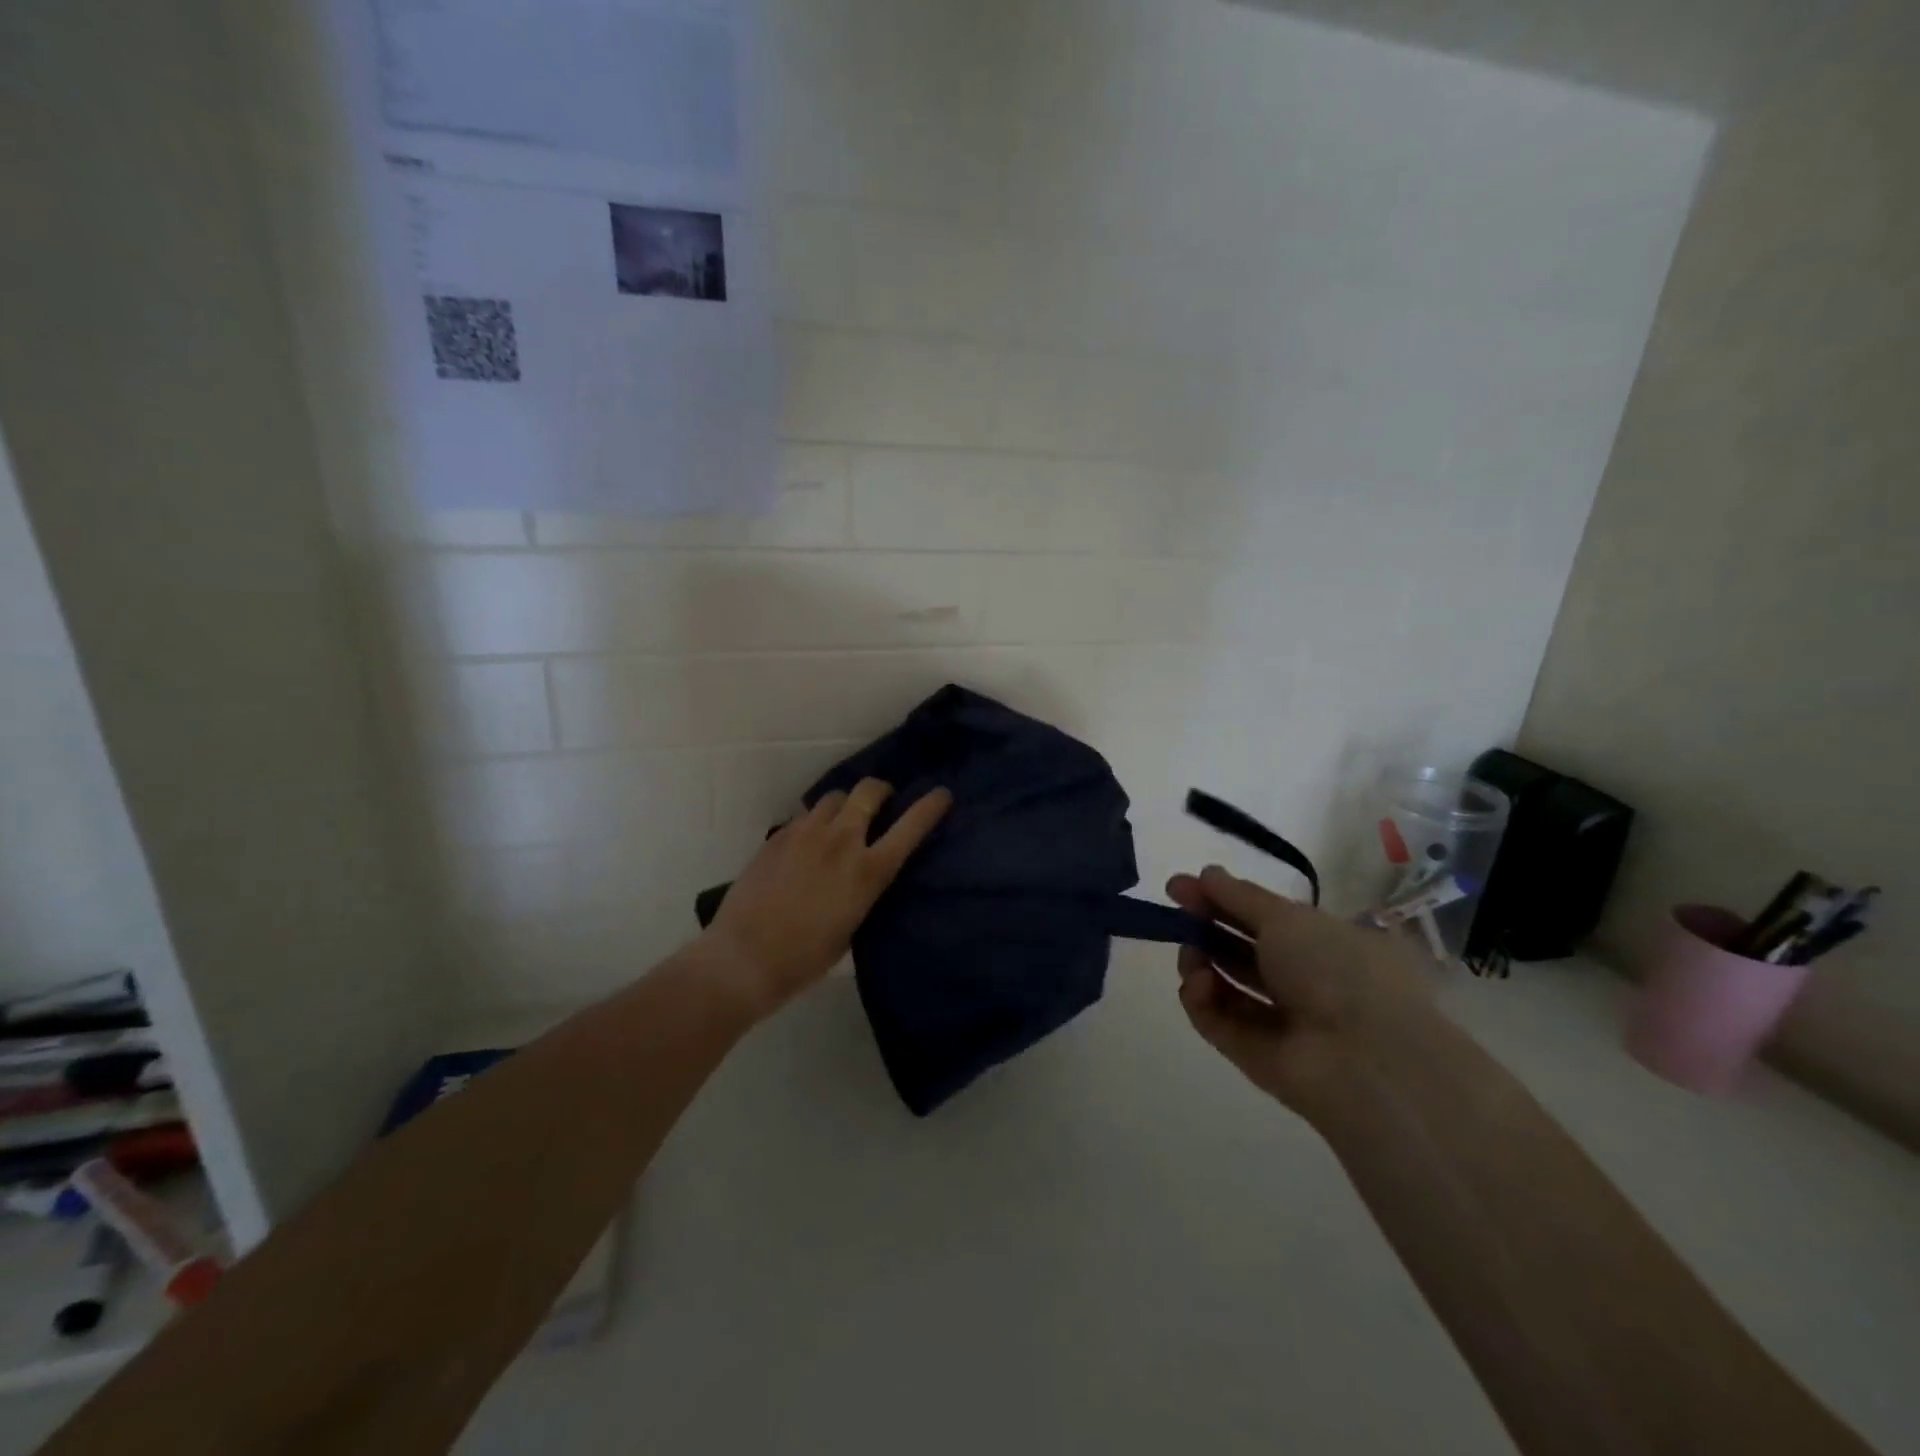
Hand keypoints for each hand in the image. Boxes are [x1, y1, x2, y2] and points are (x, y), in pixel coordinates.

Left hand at [699, 779, 952, 1018]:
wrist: (744, 958)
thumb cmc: (806, 958)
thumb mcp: (852, 926)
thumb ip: (864, 889)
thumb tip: (865, 873)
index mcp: (868, 871)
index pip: (911, 826)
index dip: (931, 805)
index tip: (942, 795)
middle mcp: (841, 841)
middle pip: (869, 791)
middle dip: (881, 791)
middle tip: (881, 803)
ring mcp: (806, 833)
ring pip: (835, 797)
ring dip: (845, 806)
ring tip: (840, 824)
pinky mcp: (778, 836)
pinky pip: (805, 816)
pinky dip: (815, 823)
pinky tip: (807, 844)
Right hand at [1167, 865, 1433, 1116]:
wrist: (1365, 1060)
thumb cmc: (1335, 970)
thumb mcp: (1287, 917)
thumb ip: (1239, 895)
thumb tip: (1206, 873)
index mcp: (1325, 944)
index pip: (1264, 917)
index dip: (1223, 898)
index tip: (1182, 886)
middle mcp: (1304, 981)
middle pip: (1241, 950)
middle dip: (1205, 927)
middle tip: (1173, 912)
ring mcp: (1279, 1021)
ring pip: (1224, 984)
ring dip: (1199, 962)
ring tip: (1191, 954)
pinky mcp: (1254, 1055)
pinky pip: (1217, 1021)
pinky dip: (1201, 1000)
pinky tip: (1198, 984)